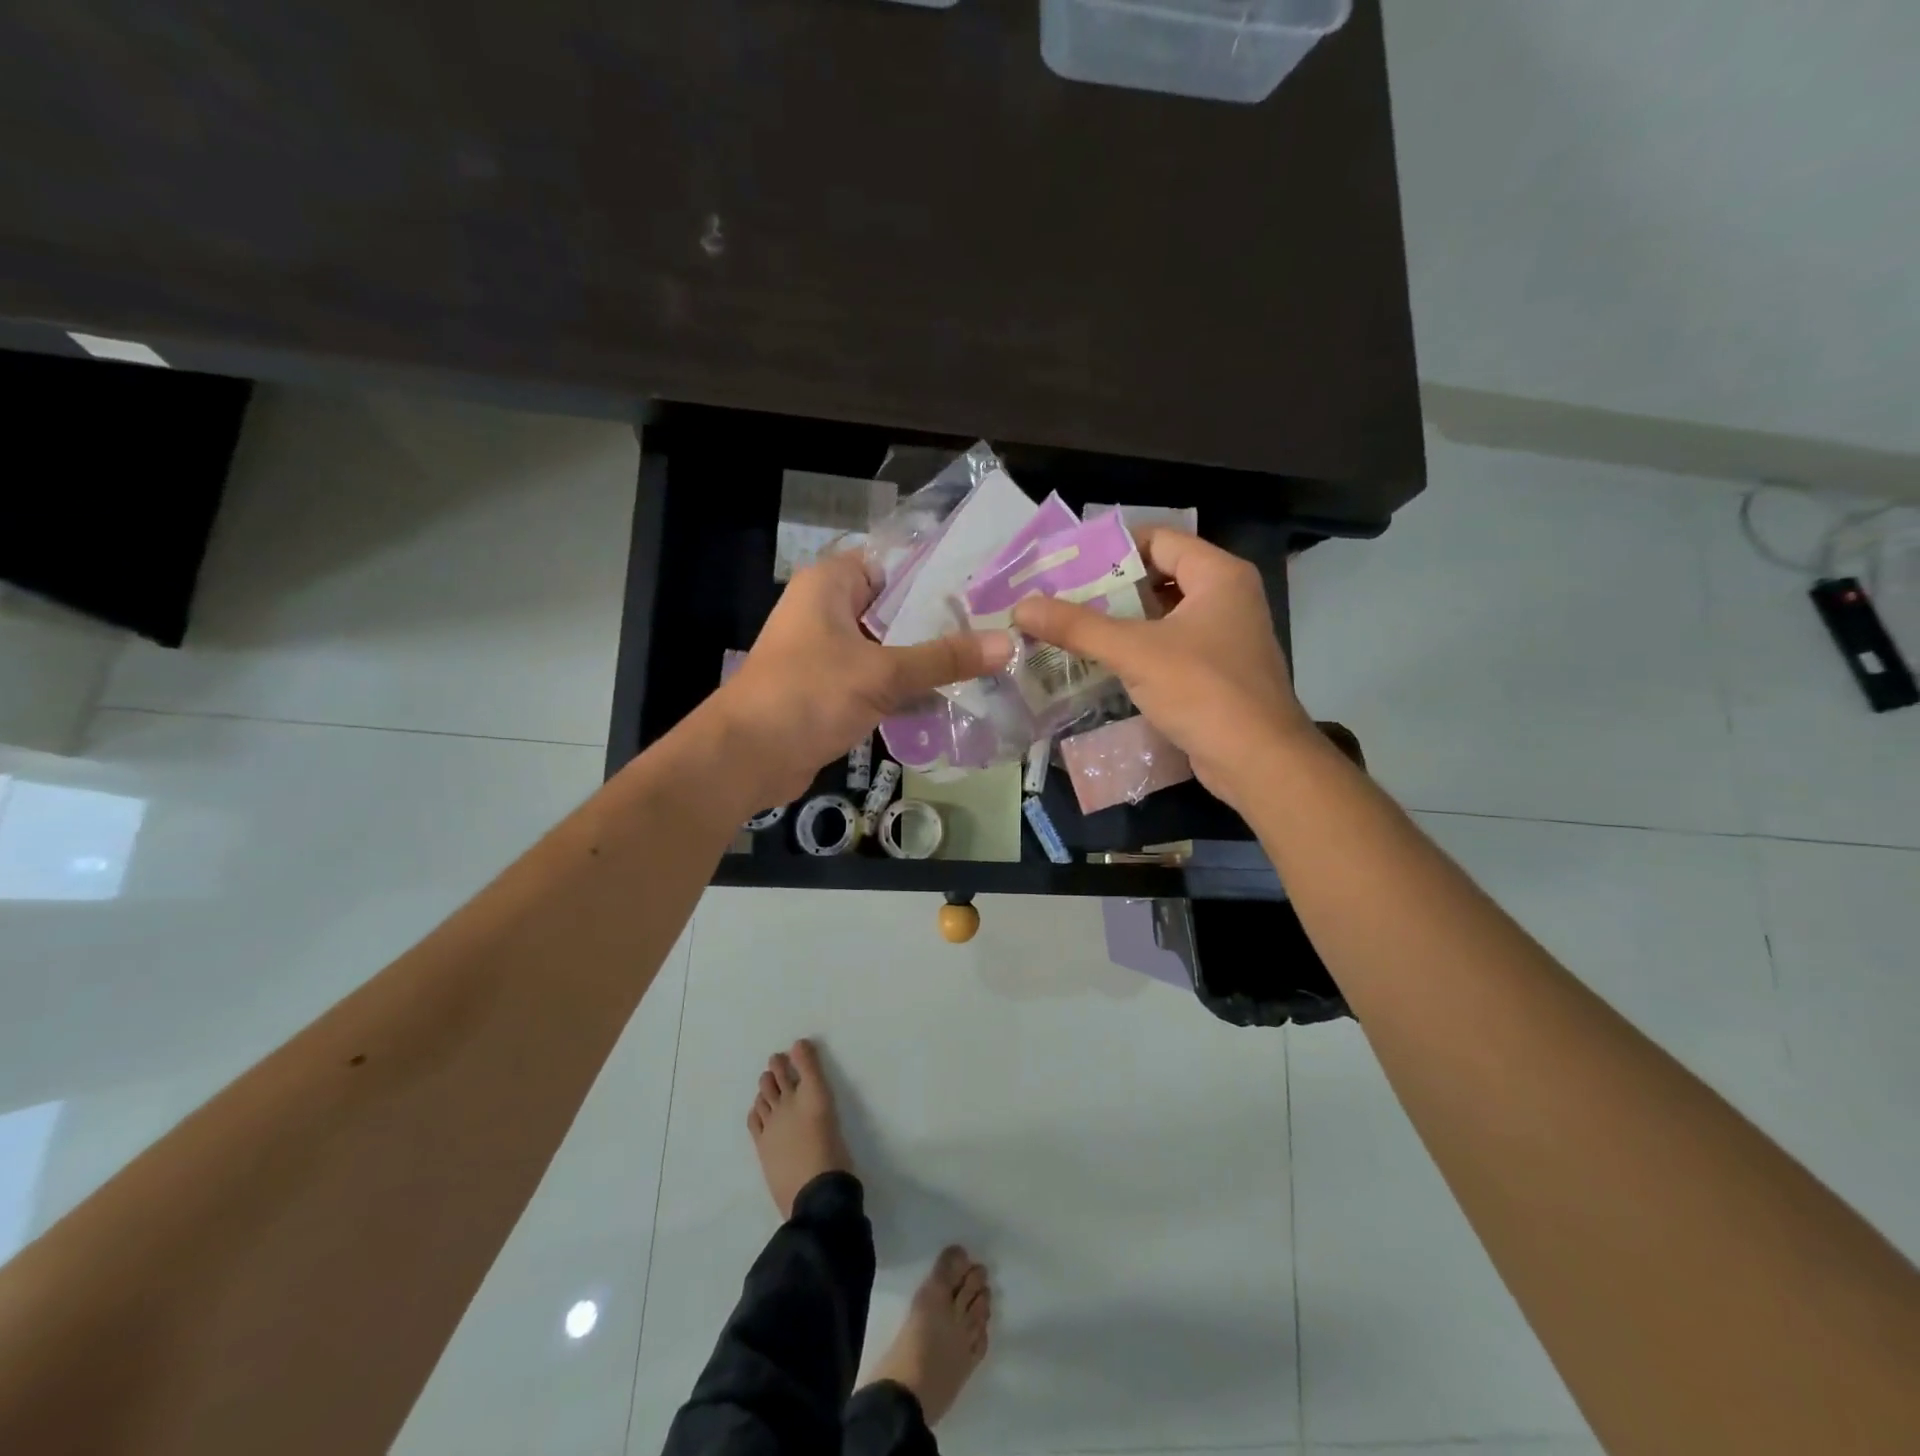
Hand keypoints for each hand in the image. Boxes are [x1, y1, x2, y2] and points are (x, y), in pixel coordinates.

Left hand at [708, 551, 1011, 807]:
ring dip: (929, 659)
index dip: (941, 573)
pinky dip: (910, 688)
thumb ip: (943, 658)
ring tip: (989, 661)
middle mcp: (830, 610)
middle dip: (944, 622)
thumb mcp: (881, 672)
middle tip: (1000, 627)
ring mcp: (831, 652)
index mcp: (832, 584)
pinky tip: (955, 697)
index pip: (896, 563)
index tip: (990, 585)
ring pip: (891, 647)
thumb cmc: (808, 695)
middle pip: (898, 608)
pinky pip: (881, 680)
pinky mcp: (834, 690)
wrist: (747, 758)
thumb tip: (1007, 643)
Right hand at [1011, 530, 1312, 811]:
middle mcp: (1227, 598)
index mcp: (1219, 575)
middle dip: (1109, 588)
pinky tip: (1099, 663)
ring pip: (1162, 617)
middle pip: (1159, 577)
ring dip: (1120, 622)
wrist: (1258, 762)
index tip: (1068, 562)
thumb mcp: (1135, 652)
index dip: (1113, 547)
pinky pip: (1169, 648)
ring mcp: (1224, 638)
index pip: (1160, 539)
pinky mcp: (1216, 674)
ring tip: (1069, 627)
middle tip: (1060, 596)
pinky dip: (1137, 651)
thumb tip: (1022, 606)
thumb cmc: (1203, 690)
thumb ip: (1078, 626)